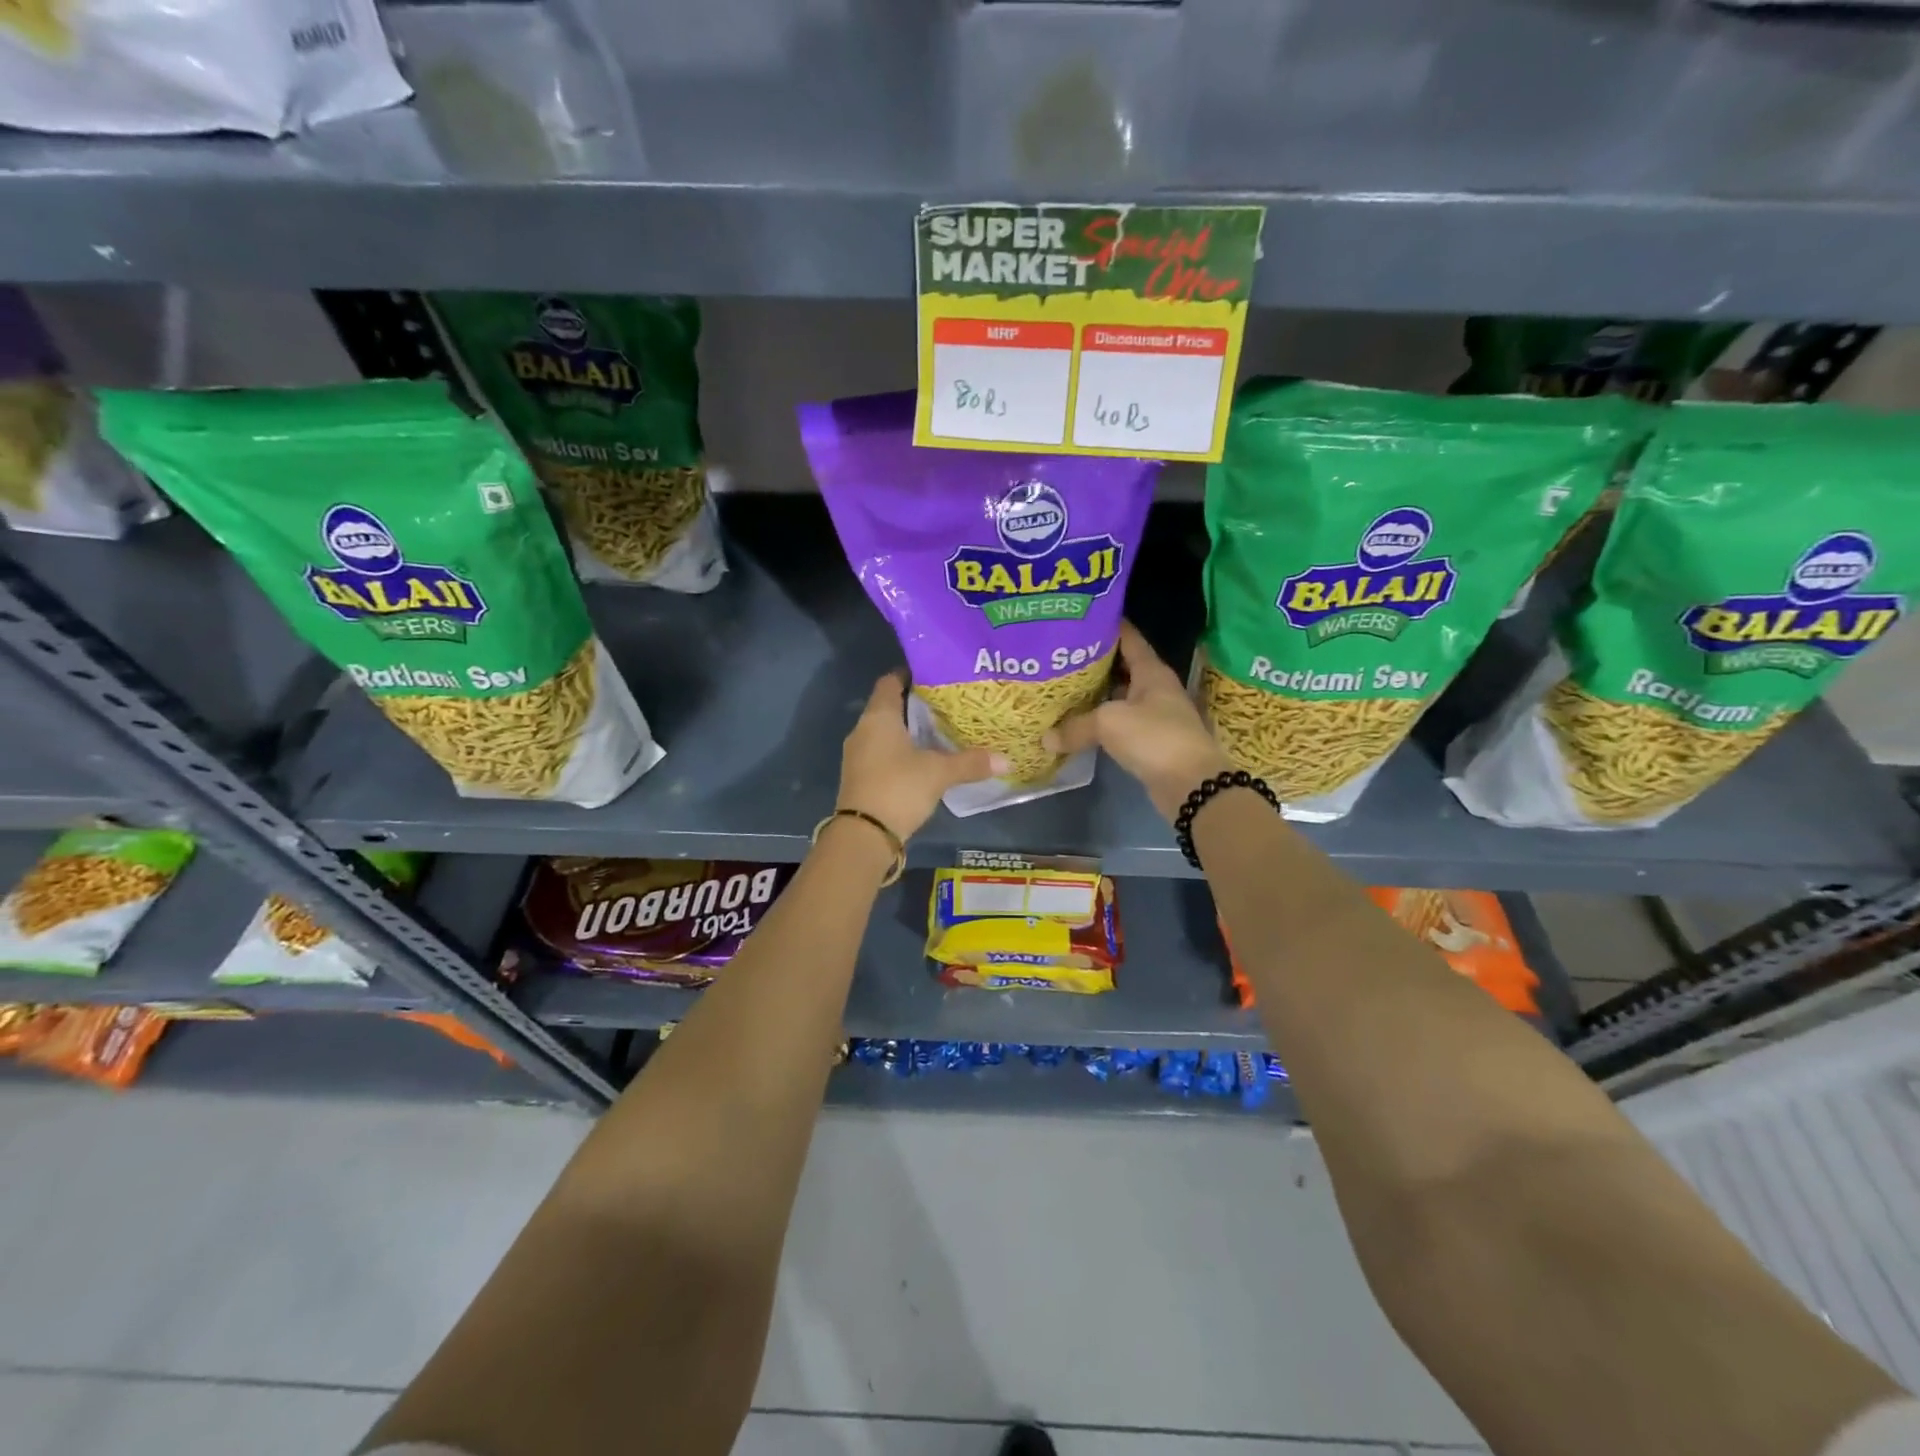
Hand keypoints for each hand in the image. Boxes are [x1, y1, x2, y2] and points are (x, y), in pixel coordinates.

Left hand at [837, 672, 1007, 841]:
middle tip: (948, 704)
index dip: (910, 674)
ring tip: (941, 731)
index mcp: (879, 717)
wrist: (863, 836)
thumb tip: (1006, 760)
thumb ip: (971, 762)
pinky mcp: (861, 776)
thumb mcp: (939, 773)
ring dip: (909, 731)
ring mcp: (858, 755)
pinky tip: (925, 760)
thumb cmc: (898, 788)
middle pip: (889, 707)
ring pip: (886, 732)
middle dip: (916, 705)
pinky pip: (882, 753)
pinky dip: (902, 752)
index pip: (890, 682)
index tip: (936, 675)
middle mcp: (863, 730)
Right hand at [1043, 620, 1229, 820]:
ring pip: (1119, 697)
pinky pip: (1119, 724)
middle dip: (1093, 662)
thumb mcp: (1109, 723)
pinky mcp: (1150, 741)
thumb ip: (1075, 726)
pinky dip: (1099, 722)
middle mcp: (1155, 688)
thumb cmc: (1154, 737)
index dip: (1107, 626)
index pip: (1129, 638)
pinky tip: (1077, 723)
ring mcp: (1154, 715)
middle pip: (1121, 667)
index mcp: (1151, 671)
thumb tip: (1045, 738)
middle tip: (1060, 656)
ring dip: (1095, 695)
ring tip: (1062, 687)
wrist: (1191, 784)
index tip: (1080, 619)